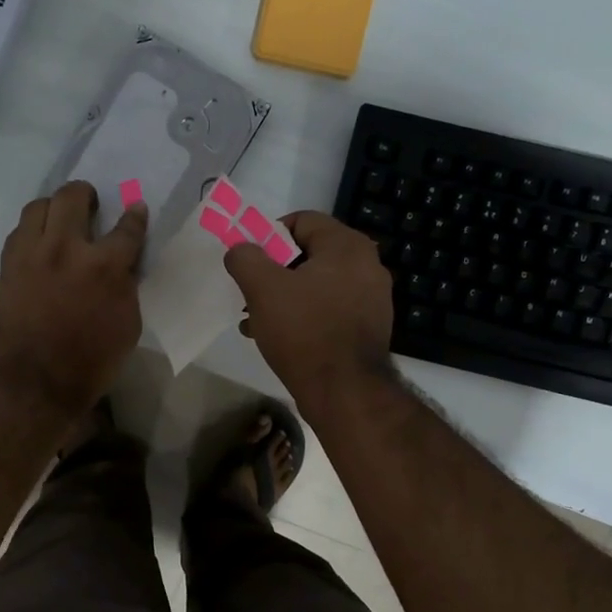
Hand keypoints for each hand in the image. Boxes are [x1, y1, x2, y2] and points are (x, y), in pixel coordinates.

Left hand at [0, 181, 147, 415]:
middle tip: (91, 205)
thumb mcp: (127, 325)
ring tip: (60, 220)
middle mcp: (66, 249)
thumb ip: (126, 287)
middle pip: (73, 197)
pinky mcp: (8, 266)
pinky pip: (19, 232)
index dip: (134, 217)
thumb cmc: (91, 362)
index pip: (126, 229)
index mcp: (104, 266)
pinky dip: (33, 231)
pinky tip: (39, 244)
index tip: (136, 209)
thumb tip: (122, 267)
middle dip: (86, 194)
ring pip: (39, 206)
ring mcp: (31, 254)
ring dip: (54, 207)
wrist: (36, 382)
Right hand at [224, 211, 393, 406]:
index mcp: (347, 246)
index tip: (249, 259)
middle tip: (249, 291)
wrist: (345, 392)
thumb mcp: (262, 288)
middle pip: (309, 254)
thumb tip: (240, 249)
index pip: (302, 220)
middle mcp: (367, 266)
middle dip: (274, 271)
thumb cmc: (304, 331)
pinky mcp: (367, 328)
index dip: (268, 234)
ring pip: (317, 285)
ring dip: (284, 296)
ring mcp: (371, 299)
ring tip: (255, 319)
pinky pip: (329, 310)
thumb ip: (245, 258)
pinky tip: (277, 337)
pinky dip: (303, 316)